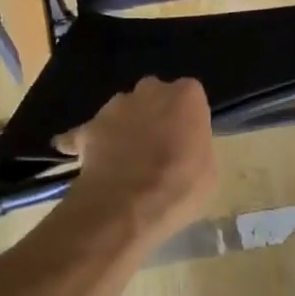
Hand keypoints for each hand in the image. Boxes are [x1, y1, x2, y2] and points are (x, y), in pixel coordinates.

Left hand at [57, 77, 217, 241]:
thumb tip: (184, 149)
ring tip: (125, 159)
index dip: (187, 118)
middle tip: (157, 146)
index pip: (189, 96)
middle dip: (154, 114)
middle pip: (153, 95)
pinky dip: (87, 143)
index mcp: (185, 95)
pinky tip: (87, 160)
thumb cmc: (180, 186)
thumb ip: (195, 147)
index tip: (187, 139)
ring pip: (121, 110)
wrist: (128, 205)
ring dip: (124, 127)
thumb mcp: (207, 170)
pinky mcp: (87, 127)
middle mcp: (149, 90)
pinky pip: (87, 132)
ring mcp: (114, 106)